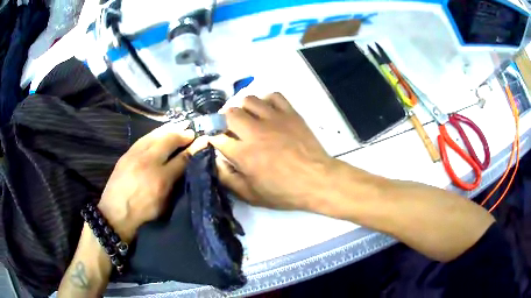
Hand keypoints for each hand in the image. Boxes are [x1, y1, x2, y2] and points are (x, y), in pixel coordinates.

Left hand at [98, 121, 199, 241]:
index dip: (195, 148)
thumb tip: (189, 167)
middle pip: (169, 140)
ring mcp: (136, 156)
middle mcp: (149, 163)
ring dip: (169, 129)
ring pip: (155, 135)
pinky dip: (155, 132)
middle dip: (182, 133)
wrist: (115, 215)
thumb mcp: (165, 204)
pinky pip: (144, 138)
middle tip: (191, 130)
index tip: (205, 139)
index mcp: (162, 180)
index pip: (183, 159)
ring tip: (179, 125)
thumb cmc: (144, 215)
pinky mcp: (127, 154)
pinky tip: (160, 131)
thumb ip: (177, 183)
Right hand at [209, 93, 333, 210]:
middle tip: (231, 130)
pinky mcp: (290, 113)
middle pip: (230, 113)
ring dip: (244, 108)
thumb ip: (228, 179)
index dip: (214, 139)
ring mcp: (274, 119)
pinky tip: (268, 112)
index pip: (218, 138)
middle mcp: (255, 131)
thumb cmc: (284, 191)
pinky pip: (273, 96)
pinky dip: (266, 101)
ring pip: (249, 100)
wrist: (317, 180)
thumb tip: (216, 162)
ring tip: (249, 119)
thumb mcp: (251, 196)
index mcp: (243, 153)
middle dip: (225, 121)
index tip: (217, 142)